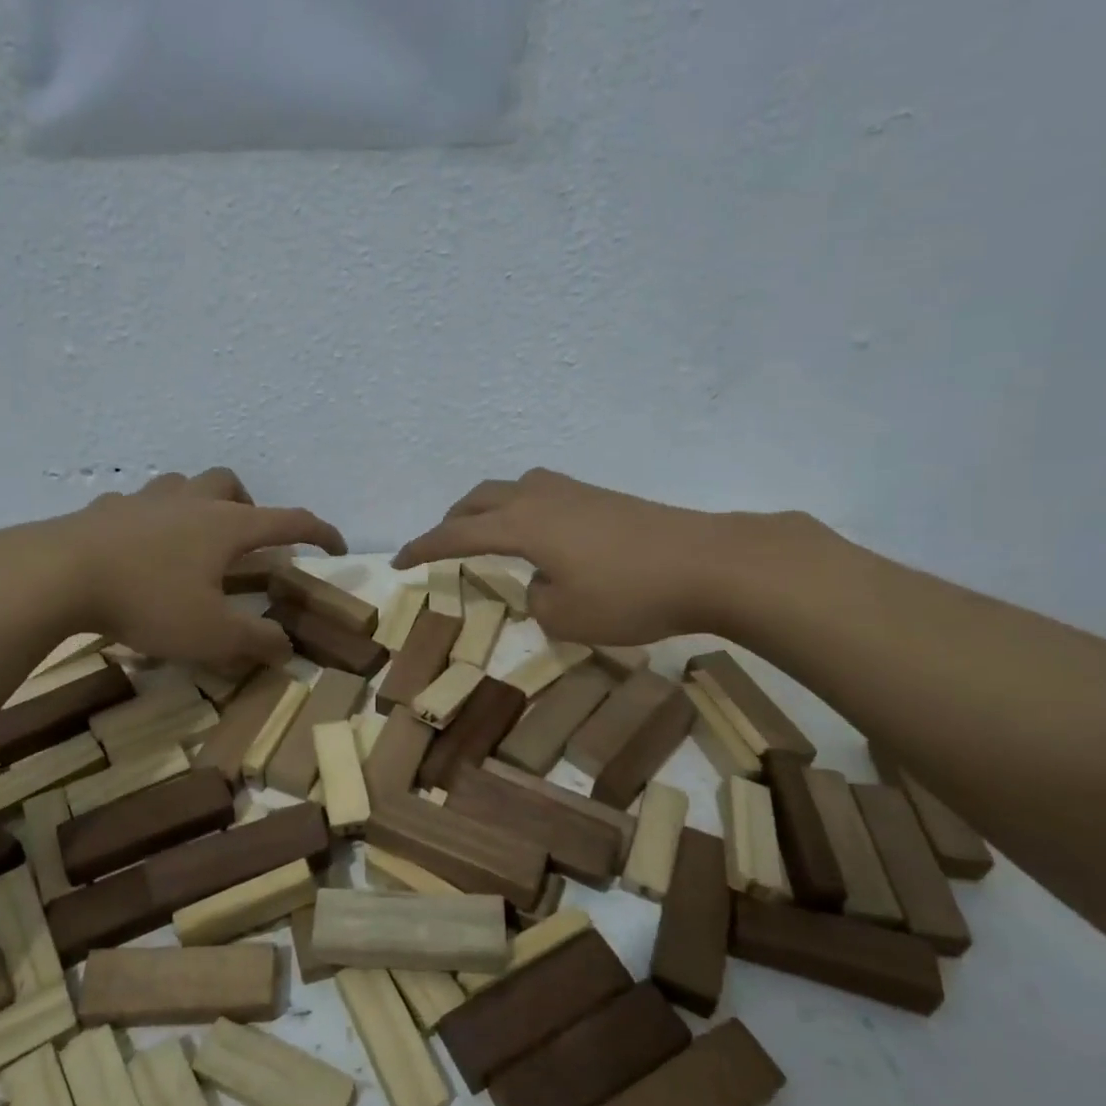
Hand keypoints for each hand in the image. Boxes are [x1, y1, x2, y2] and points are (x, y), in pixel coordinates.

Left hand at [0, 469, 344, 667]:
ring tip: (194, 539)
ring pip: (183, 485)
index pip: (288, 521)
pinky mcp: (104, 510)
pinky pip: (137, 505)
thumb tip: (285, 647)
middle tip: (246, 541)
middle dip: (249, 506)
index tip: (336, 547)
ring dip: (199, 503)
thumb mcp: (211, 635)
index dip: (319, 533)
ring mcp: (144, 501)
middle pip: (230, 484)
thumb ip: (255, 642)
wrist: (57, 575)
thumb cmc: (148, 601)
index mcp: (226, 526)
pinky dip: (150, 520)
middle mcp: (190, 502)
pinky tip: (138, 547)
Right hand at [394, 469, 784, 644]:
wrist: (708, 562)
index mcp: (520, 525)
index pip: (456, 534)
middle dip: (452, 520)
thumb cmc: (629, 594)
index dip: (423, 548)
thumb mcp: (566, 617)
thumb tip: (540, 582)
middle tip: (439, 544)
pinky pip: (542, 494)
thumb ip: (536, 600)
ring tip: (486, 534)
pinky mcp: (601, 497)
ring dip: (487, 508)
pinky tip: (539, 536)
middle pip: (479, 498)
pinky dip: (521, 509)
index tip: (397, 561)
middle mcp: (539, 498)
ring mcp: (573, 492)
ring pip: (511, 488)